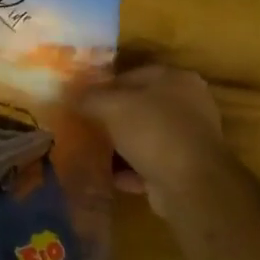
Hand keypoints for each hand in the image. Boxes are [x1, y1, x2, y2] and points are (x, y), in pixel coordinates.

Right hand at [74, 65, 233, 216]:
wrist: (190, 183)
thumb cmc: (153, 131)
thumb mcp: (113, 106)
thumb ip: (89, 98)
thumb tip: (69, 95)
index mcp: (176, 80)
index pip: (133, 75)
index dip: (105, 87)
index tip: (82, 101)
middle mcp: (188, 105)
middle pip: (140, 107)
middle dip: (113, 118)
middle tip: (86, 126)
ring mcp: (188, 139)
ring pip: (145, 137)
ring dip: (121, 146)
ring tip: (94, 152)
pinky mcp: (185, 169)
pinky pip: (150, 164)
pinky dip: (131, 170)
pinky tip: (110, 176)